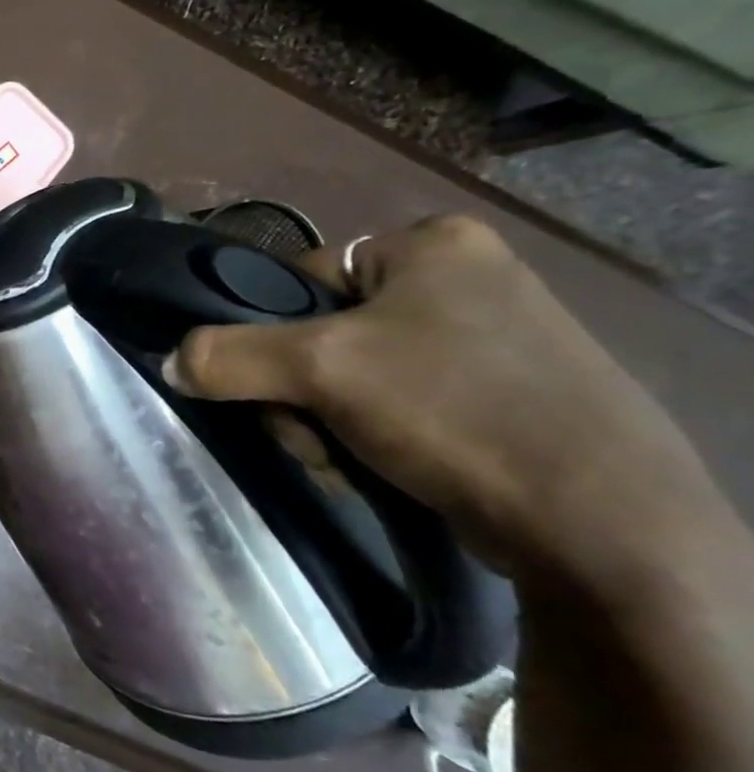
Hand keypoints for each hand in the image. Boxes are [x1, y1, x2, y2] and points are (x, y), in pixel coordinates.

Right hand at [166, 215, 722, 589]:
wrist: (601, 525)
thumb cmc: (453, 410)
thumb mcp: (320, 369)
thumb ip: (227, 356)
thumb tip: (169, 362)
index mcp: (432, 246)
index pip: (301, 278)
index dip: (271, 334)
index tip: (278, 386)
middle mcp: (463, 280)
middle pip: (319, 334)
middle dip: (301, 395)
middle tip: (315, 434)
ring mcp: (486, 341)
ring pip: (348, 378)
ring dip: (326, 425)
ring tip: (351, 461)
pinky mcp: (496, 397)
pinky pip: (392, 406)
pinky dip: (368, 440)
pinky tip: (381, 471)